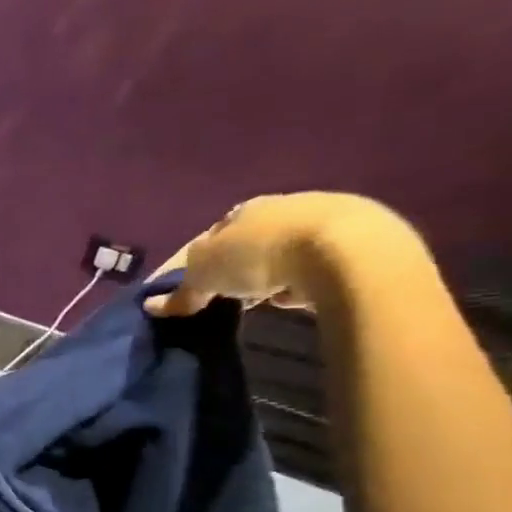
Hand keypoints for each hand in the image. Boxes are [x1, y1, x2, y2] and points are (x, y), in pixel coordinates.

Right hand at [145, 193, 417, 317]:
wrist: (349, 251)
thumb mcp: (206, 274)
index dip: (199, 261)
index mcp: (244, 208)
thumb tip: (150, 306)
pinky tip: (302, 297)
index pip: (212, 234)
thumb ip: (180, 291)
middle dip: (239, 265)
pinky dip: (306, 279)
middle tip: (229, 296)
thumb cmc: (262, 254)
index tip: (194, 288)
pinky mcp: (362, 241)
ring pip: (287, 249)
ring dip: (274, 272)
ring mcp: (327, 219)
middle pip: (251, 240)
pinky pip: (320, 263)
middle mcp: (285, 205)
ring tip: (266, 300)